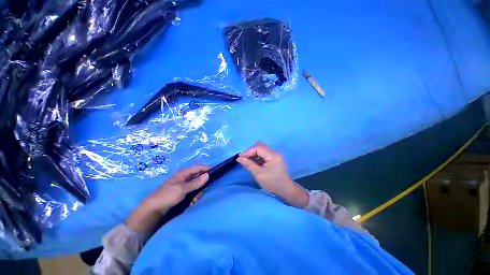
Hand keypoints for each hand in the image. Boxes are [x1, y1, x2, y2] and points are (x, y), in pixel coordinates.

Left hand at [126, 165, 209, 232]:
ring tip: (194, 200)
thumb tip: (208, 175)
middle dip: (202, 185)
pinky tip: (191, 202)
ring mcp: (183, 185)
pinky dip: (194, 196)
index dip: (207, 169)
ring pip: (196, 185)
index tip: (216, 173)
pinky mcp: (182, 192)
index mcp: (183, 173)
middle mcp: (184, 177)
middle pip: (198, 177)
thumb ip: (195, 183)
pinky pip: (192, 192)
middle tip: (201, 193)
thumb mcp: (182, 189)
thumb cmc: (166, 196)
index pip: (198, 167)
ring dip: (197, 192)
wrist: (151, 211)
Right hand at [237, 142, 307, 207]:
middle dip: (250, 151)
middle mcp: (274, 152)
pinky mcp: (274, 158)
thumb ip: (249, 165)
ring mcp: (274, 155)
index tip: (239, 157)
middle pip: (260, 146)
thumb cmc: (273, 183)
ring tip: (246, 161)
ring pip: (261, 149)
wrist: (286, 190)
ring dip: (253, 154)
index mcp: (273, 155)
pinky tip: (253, 163)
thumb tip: (239, 158)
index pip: (258, 148)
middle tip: (243, 158)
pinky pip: (263, 154)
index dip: (248, 151)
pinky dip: (257, 157)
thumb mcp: (259, 174)